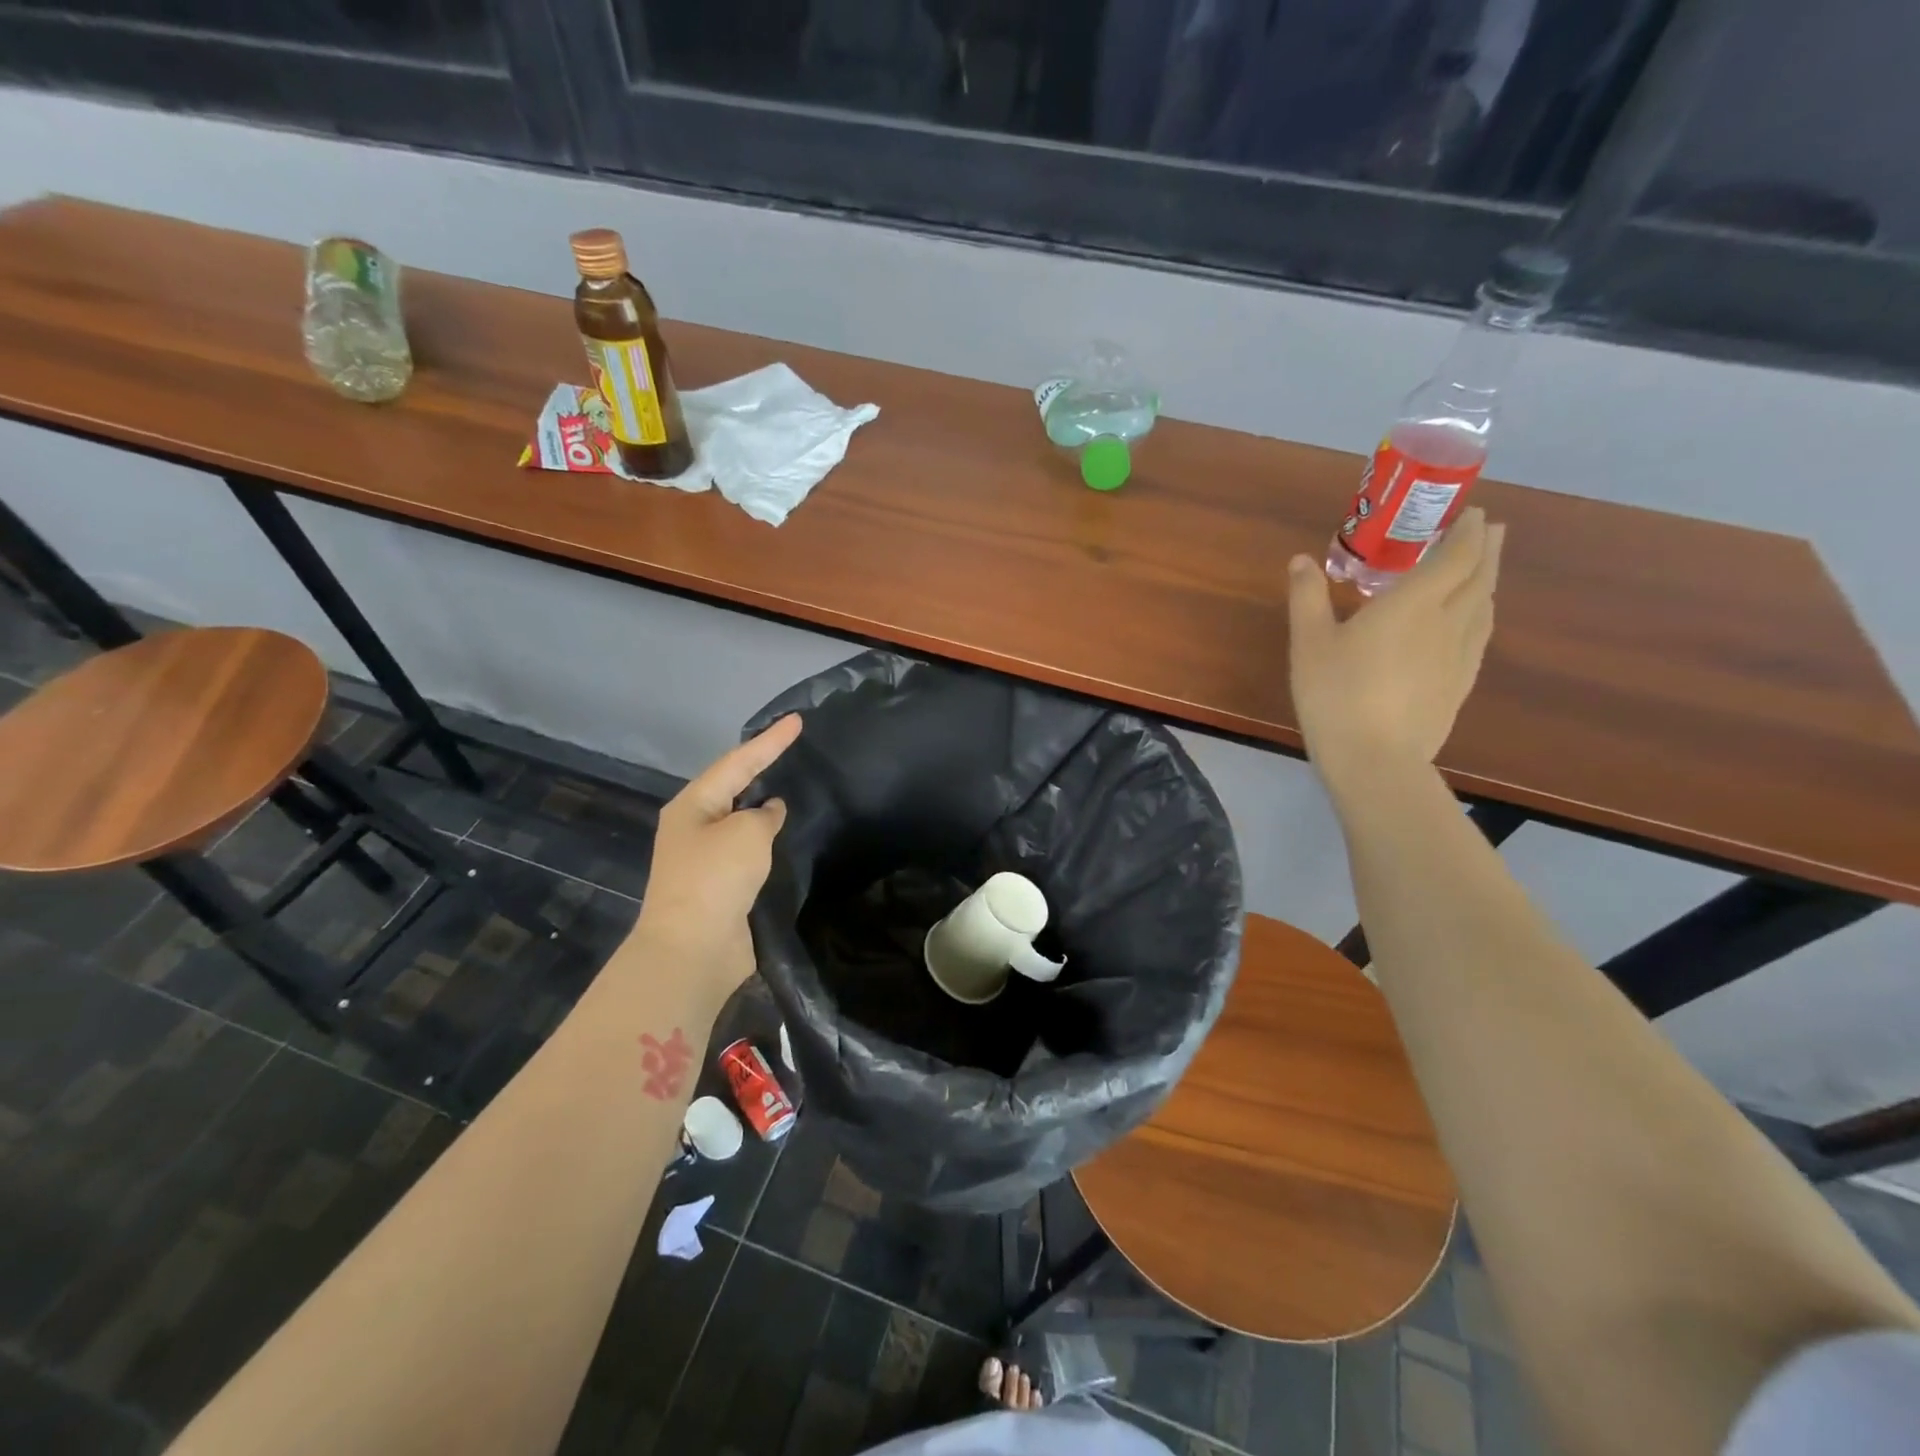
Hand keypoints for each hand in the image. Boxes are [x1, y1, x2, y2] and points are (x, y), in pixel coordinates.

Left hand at [627, 715, 801, 1010]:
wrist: (692, 949)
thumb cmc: (716, 879)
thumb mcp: (747, 833)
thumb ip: (763, 815)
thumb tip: (768, 812)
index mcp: (693, 805)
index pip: (738, 762)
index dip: (770, 741)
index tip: (797, 720)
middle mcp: (694, 827)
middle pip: (733, 787)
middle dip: (761, 767)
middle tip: (792, 747)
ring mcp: (704, 858)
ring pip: (740, 821)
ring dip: (763, 805)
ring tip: (793, 785)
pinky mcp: (720, 886)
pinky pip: (747, 851)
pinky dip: (766, 840)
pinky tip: (786, 835)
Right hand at [1287, 508, 1503, 796]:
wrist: (1375, 757)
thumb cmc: (1335, 693)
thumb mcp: (1309, 642)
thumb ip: (1307, 597)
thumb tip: (1301, 559)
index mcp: (1412, 603)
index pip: (1455, 556)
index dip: (1468, 531)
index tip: (1473, 513)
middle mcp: (1447, 621)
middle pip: (1480, 576)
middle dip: (1487, 548)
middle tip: (1489, 529)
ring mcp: (1459, 654)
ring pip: (1485, 606)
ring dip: (1488, 579)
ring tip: (1485, 568)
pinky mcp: (1461, 683)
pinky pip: (1480, 635)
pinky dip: (1482, 614)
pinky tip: (1473, 622)